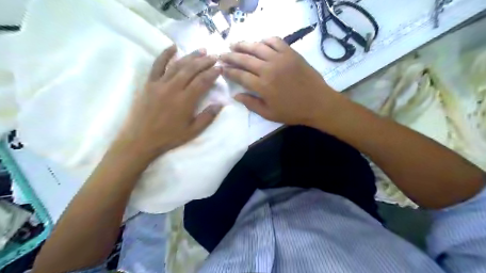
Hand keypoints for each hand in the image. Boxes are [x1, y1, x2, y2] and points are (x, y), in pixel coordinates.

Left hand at [114, 45, 221, 160]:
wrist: (141, 139)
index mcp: (185, 100)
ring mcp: (159, 84)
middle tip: (214, 56)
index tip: (220, 68)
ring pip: (177, 65)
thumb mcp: (192, 131)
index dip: (212, 73)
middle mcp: (173, 88)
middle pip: (191, 69)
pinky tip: (173, 46)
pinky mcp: (149, 83)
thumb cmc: (169, 137)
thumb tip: (220, 104)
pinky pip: (157, 65)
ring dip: (190, 56)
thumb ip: (207, 117)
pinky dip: (165, 54)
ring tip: (201, 50)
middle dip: (204, 62)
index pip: (202, 81)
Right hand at [221, 37, 340, 125]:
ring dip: (243, 45)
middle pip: (244, 58)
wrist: (318, 103)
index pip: (240, 75)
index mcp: (262, 86)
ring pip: (257, 47)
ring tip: (234, 44)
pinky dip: (265, 40)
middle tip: (222, 54)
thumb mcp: (269, 114)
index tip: (221, 68)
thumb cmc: (293, 112)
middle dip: (230, 56)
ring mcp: (280, 58)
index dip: (229, 71)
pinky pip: (275, 41)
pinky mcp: (291, 53)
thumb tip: (236, 95)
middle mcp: (268, 69)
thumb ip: (251, 104)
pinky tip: (259, 43)